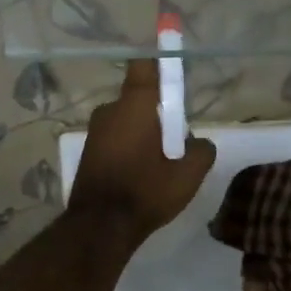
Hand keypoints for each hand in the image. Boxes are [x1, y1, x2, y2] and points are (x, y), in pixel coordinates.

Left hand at [67, 60, 215, 240]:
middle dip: (159, 112)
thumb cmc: (146, 192)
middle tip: (177, 141)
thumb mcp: (188, 175)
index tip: (174, 71)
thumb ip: (202, 150)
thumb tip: (197, 142)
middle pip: (140, 98)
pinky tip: (141, 174)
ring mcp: (95, 131)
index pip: (145, 66)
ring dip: (144, 133)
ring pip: (128, 121)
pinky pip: (116, 138)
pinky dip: (130, 148)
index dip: (161, 63)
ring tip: (160, 164)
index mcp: (135, 105)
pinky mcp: (88, 151)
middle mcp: (110, 110)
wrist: (99, 227)